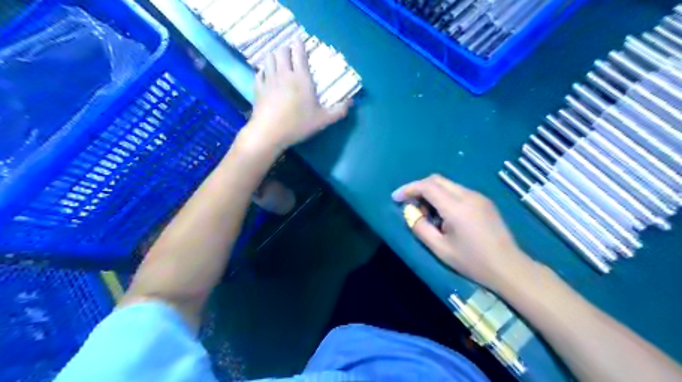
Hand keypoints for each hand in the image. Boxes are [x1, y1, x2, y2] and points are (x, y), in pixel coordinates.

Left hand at [244, 36, 350, 152]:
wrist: (270, 132)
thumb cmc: (298, 124)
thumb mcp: (323, 120)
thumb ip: (338, 111)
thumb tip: (351, 102)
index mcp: (301, 78)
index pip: (299, 52)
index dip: (299, 44)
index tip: (300, 41)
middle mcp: (284, 73)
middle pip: (282, 50)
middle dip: (287, 49)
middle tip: (292, 55)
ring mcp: (269, 79)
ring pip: (269, 58)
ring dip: (275, 57)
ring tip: (280, 62)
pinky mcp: (258, 88)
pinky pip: (260, 72)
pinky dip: (264, 70)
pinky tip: (268, 76)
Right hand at [396, 174, 538, 289]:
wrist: (508, 267)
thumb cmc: (472, 261)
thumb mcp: (440, 249)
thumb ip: (420, 228)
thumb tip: (410, 213)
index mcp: (456, 207)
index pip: (427, 186)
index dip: (409, 189)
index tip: (396, 198)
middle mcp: (468, 195)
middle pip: (437, 180)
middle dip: (419, 188)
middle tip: (410, 205)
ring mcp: (478, 197)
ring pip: (448, 184)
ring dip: (432, 192)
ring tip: (426, 212)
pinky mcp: (484, 201)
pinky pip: (458, 191)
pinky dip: (444, 196)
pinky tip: (443, 214)